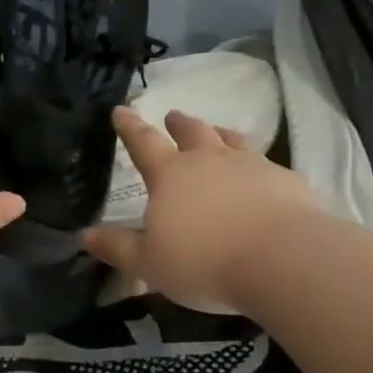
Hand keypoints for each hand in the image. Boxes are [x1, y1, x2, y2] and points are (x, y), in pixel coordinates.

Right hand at [84, 107, 322, 309]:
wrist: (284, 261)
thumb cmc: (204, 261)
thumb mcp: (148, 262)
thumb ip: (116, 247)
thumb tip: (84, 235)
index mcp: (171, 175)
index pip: (143, 143)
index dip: (129, 126)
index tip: (121, 110)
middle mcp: (210, 160)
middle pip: (192, 132)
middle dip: (179, 124)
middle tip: (173, 117)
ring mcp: (253, 166)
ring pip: (232, 140)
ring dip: (220, 134)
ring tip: (217, 134)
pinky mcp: (288, 182)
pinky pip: (269, 166)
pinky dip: (259, 167)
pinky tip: (263, 178)